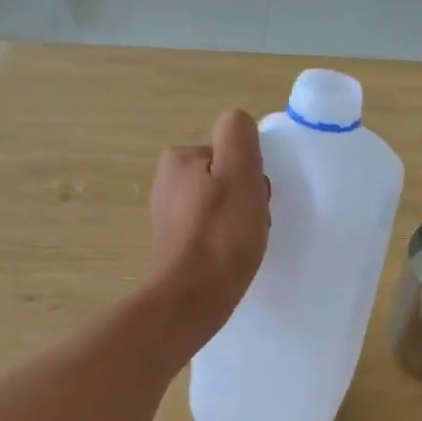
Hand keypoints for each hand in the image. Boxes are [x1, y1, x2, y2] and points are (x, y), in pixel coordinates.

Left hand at [149, 109, 270, 338]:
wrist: (193, 297)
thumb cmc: (221, 235)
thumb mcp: (239, 172)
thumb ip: (238, 135)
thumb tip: (237, 123)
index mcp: (179, 159)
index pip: (230, 153)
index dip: (250, 175)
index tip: (255, 199)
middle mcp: (165, 182)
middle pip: (224, 179)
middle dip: (243, 198)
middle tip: (252, 224)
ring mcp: (166, 216)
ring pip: (218, 206)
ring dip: (236, 221)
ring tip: (243, 244)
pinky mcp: (173, 246)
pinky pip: (209, 232)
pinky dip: (223, 241)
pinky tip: (229, 258)